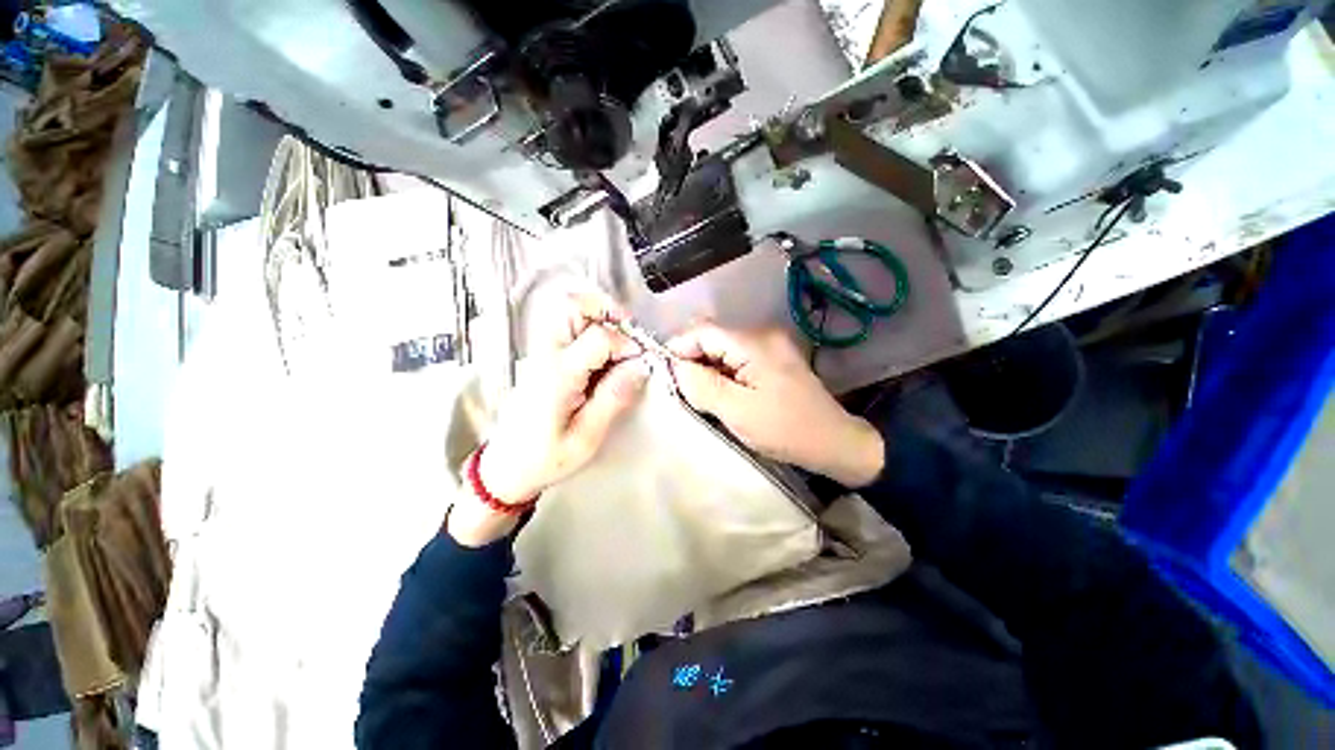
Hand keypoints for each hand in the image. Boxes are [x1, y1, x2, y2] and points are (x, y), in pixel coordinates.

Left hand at [449, 293, 650, 545]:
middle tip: (630, 335)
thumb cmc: (546, 457)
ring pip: (566, 309)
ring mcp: (539, 352)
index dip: (627, 344)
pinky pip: (565, 324)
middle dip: (608, 311)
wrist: (506, 466)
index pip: (599, 338)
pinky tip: (603, 351)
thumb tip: (641, 366)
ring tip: (618, 340)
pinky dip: (589, 325)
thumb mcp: (587, 437)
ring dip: (598, 315)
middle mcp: (545, 354)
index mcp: (558, 376)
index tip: (640, 362)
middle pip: (572, 305)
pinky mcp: (541, 355)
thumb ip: (614, 398)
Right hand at [667, 323, 883, 487]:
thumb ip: (701, 385)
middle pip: (712, 337)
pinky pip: (737, 356)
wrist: (834, 441)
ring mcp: (770, 344)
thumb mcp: (736, 411)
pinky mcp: (773, 356)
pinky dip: (722, 370)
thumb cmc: (784, 429)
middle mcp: (762, 334)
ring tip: (699, 393)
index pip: (702, 331)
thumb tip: (675, 366)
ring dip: (706, 366)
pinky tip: (721, 391)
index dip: (678, 347)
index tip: (664, 372)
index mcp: (754, 343)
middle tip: (681, 388)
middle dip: (691, 359)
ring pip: (723, 347)